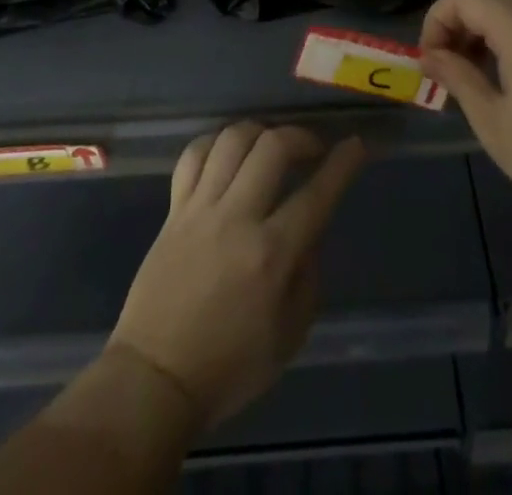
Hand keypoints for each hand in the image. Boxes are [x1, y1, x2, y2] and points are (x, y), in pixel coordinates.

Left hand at [108, 122, 364, 431]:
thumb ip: (307, 276)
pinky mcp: (173, 210)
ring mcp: (200, 209)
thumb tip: (309, 233)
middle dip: (301, 136)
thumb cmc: (229, 367)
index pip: (316, 193)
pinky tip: (229, 152)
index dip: (343, 164)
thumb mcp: (289, 336)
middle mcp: (236, 219)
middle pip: (273, 147)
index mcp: (270, 255)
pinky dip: (215, 142)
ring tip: (271, 145)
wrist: (154, 380)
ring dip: (260, 132)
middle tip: (312, 149)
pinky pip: (193, 155)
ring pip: (232, 139)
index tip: (357, 145)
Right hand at [420, 0, 511, 229]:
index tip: (430, 65)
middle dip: (457, 30)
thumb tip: (432, 56)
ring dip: (483, 39)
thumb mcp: (495, 123)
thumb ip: (458, 80)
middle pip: (486, 1)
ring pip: (511, 15)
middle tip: (449, 76)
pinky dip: (510, 46)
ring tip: (478, 86)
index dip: (435, 22)